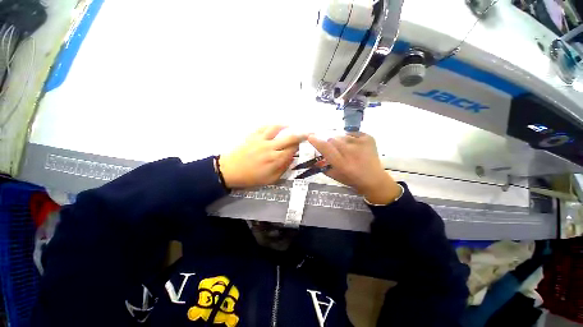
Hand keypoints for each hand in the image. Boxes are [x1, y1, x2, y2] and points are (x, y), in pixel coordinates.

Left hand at [219, 125, 305, 188]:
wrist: (230, 170)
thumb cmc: (251, 177)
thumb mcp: (270, 179)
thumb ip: (283, 169)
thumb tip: (291, 159)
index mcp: (275, 160)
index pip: (292, 150)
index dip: (300, 146)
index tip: (305, 145)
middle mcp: (270, 147)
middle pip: (289, 138)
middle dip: (300, 135)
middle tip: (307, 132)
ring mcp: (261, 139)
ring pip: (277, 128)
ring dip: (287, 126)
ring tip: (292, 125)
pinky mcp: (253, 135)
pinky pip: (264, 126)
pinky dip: (272, 124)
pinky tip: (276, 125)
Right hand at [307, 133, 401, 204]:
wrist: (374, 179)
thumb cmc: (352, 179)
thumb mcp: (334, 176)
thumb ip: (322, 167)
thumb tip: (314, 159)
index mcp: (342, 164)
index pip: (326, 148)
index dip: (317, 141)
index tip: (310, 137)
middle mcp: (351, 152)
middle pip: (333, 139)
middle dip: (330, 144)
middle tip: (334, 150)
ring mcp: (361, 143)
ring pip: (342, 136)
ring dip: (340, 142)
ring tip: (346, 149)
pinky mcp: (368, 138)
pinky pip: (352, 133)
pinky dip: (350, 139)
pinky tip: (354, 147)